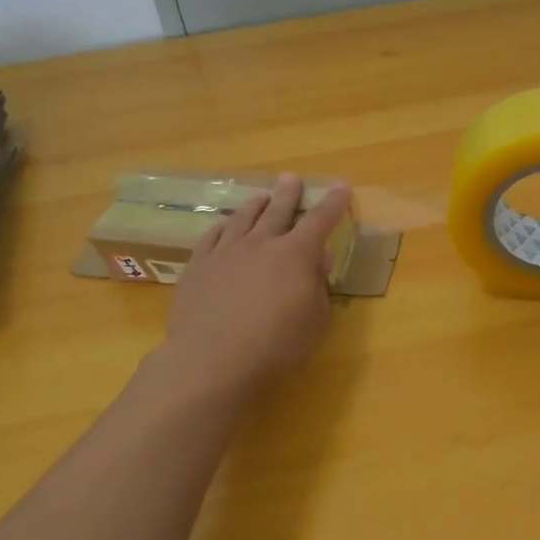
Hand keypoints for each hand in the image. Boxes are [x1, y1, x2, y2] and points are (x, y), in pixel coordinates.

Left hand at [160, 174, 352, 400]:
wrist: (212, 361)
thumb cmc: (276, 347)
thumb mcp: (316, 322)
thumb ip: (320, 286)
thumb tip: (320, 258)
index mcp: (296, 254)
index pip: (320, 220)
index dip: (333, 203)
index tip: (341, 187)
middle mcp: (261, 243)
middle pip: (277, 210)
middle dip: (288, 193)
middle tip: (290, 178)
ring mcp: (225, 252)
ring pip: (243, 218)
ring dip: (255, 205)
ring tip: (261, 197)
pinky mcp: (198, 267)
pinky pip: (211, 236)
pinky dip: (222, 226)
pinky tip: (224, 225)